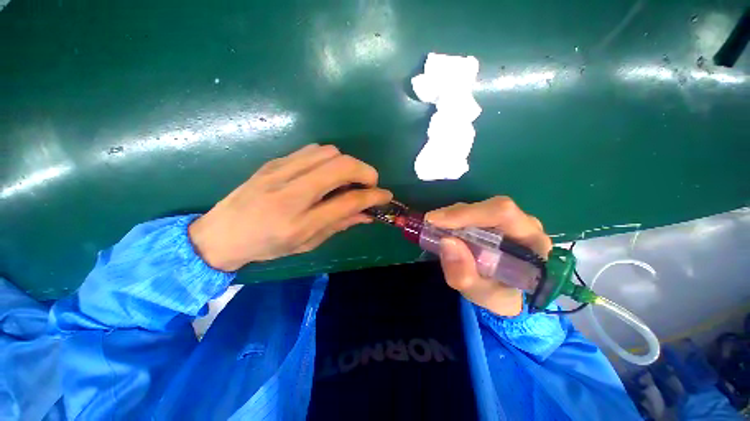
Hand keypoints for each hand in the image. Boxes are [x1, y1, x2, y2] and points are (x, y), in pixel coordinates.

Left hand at [189, 144, 391, 270]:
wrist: (221, 232)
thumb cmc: (266, 246)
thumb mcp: (307, 243)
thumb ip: (340, 225)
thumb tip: (367, 214)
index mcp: (299, 223)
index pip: (348, 202)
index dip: (373, 197)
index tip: (386, 196)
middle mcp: (290, 194)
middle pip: (341, 167)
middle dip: (365, 172)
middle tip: (370, 184)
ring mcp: (280, 172)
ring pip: (329, 153)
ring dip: (348, 164)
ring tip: (347, 179)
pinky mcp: (275, 161)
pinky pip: (313, 150)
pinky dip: (330, 159)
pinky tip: (327, 173)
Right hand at [426, 197, 551, 316]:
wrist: (506, 295)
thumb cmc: (499, 295)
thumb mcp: (481, 295)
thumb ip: (464, 275)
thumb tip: (446, 242)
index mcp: (532, 243)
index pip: (503, 214)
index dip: (467, 213)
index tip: (435, 221)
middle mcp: (525, 225)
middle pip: (490, 207)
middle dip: (456, 214)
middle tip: (430, 224)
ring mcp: (511, 220)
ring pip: (479, 206)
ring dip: (453, 216)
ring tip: (436, 229)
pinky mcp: (496, 220)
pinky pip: (473, 212)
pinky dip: (454, 218)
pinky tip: (444, 228)